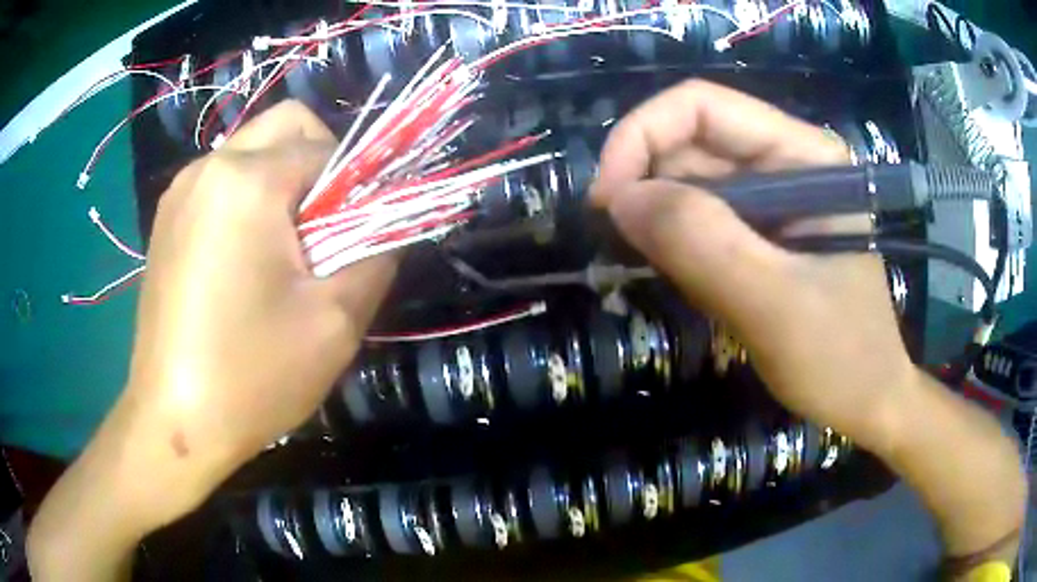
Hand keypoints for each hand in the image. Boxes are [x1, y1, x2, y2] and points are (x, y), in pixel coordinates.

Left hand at [28, 101, 396, 580]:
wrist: (174, 423)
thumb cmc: (251, 376)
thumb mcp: (335, 322)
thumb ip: (377, 255)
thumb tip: (387, 225)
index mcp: (248, 180)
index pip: (328, 148)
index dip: (359, 183)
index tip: (362, 232)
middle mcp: (209, 166)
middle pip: (286, 123)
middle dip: (321, 160)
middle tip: (326, 226)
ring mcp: (180, 191)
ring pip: (252, 149)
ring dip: (282, 180)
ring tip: (284, 249)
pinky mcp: (166, 219)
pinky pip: (222, 181)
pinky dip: (249, 198)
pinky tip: (245, 259)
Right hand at [592, 80, 915, 454]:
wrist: (867, 401)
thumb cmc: (842, 357)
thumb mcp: (776, 305)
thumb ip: (705, 245)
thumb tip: (620, 199)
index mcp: (804, 154)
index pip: (704, 106)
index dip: (642, 135)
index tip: (607, 200)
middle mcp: (786, 161)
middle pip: (692, 140)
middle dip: (645, 180)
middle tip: (619, 242)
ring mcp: (774, 197)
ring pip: (691, 181)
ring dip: (659, 215)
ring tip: (656, 267)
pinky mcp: (762, 232)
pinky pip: (702, 218)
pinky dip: (675, 241)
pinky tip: (680, 275)